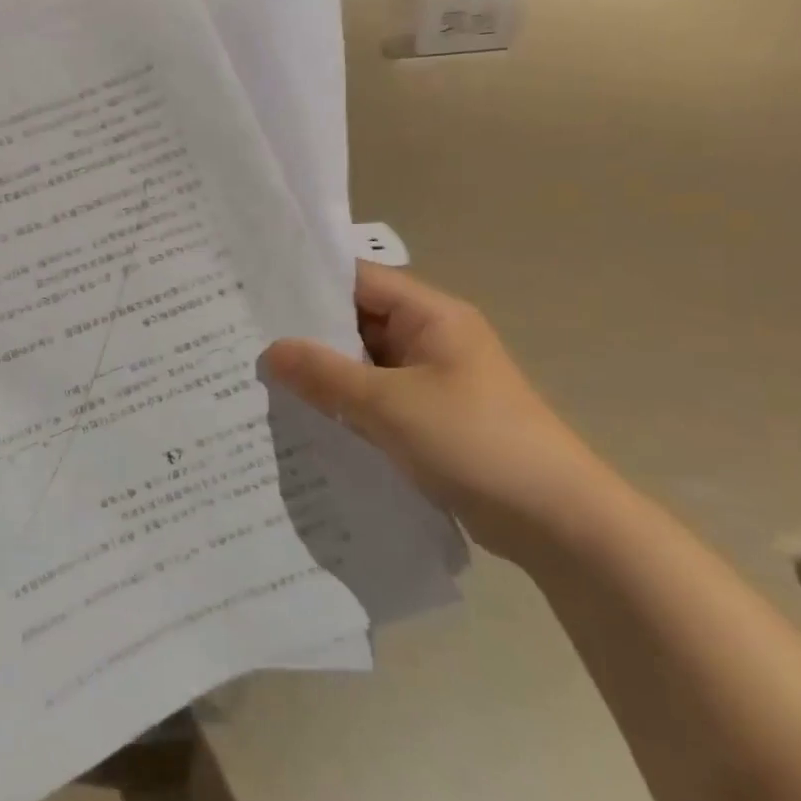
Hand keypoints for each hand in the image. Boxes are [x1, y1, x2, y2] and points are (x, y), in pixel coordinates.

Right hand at [261, 264, 621, 561]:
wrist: (555, 520)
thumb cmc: (474, 441)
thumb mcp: (389, 404)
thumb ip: (326, 375)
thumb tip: (271, 350)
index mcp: (432, 316)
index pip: (359, 281)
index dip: (309, 283)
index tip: (256, 294)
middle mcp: (431, 339)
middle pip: (358, 322)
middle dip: (307, 334)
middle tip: (245, 339)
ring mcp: (432, 381)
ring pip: (364, 365)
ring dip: (324, 374)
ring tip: (261, 377)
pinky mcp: (430, 419)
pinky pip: (376, 400)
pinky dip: (344, 405)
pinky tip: (303, 417)